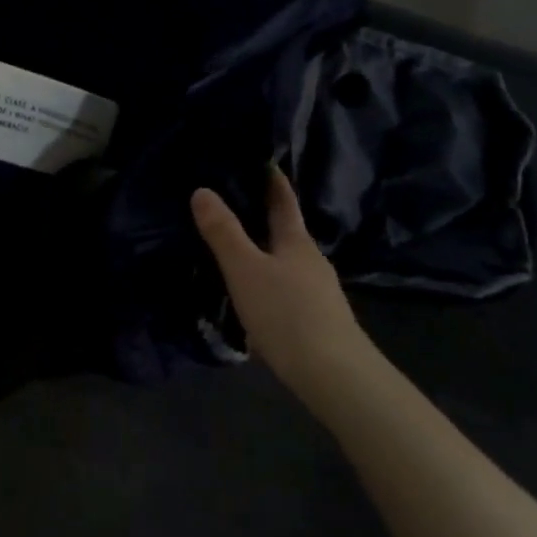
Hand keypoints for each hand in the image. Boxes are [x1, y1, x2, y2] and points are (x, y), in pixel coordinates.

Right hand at [191, 167, 378, 397]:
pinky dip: (272, 285)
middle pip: (288, 233)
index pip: (284, 202)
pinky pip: (290, 292)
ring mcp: (320, 293)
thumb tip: (202, 191)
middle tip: (238, 206)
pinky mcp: (319, 321)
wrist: (334, 375)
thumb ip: (223, 233)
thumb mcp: (245, 270)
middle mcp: (312, 262)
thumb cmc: (286, 313)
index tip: (266, 162)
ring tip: (241, 254)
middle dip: (267, 220)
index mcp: (296, 243)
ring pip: (289, 265)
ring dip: (268, 256)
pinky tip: (258, 300)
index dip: (274, 182)